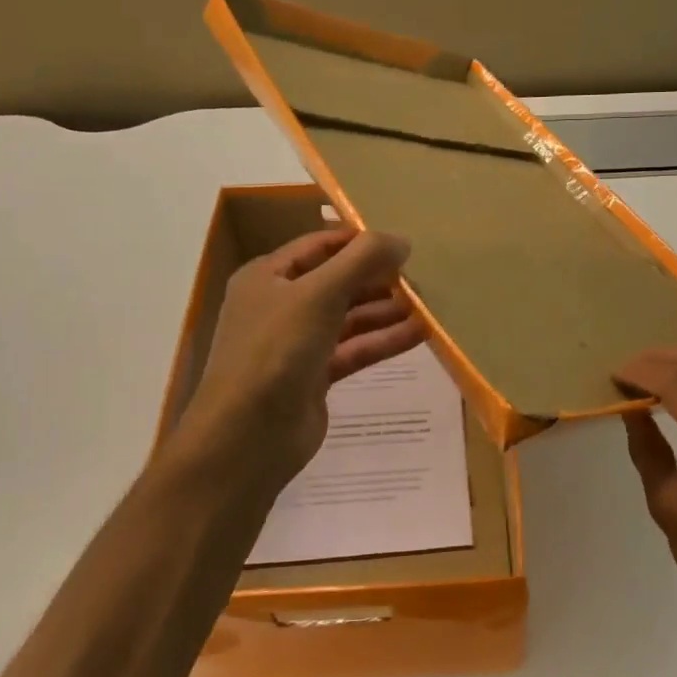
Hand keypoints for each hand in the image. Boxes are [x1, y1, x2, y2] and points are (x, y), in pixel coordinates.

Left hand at [173, 229, 423, 494]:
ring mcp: (297, 343)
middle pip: (337, 282)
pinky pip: (354, 349)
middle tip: (422, 275)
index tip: (402, 241)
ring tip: (429, 304)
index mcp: (267, 276)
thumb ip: (362, 261)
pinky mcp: (315, 376)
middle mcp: (280, 305)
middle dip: (378, 278)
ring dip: (386, 310)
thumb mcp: (319, 294)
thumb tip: (402, 239)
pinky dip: (383, 341)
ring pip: (349, 318)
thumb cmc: (276, 350)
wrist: (247, 436)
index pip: (319, 245)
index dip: (359, 241)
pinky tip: (421, 334)